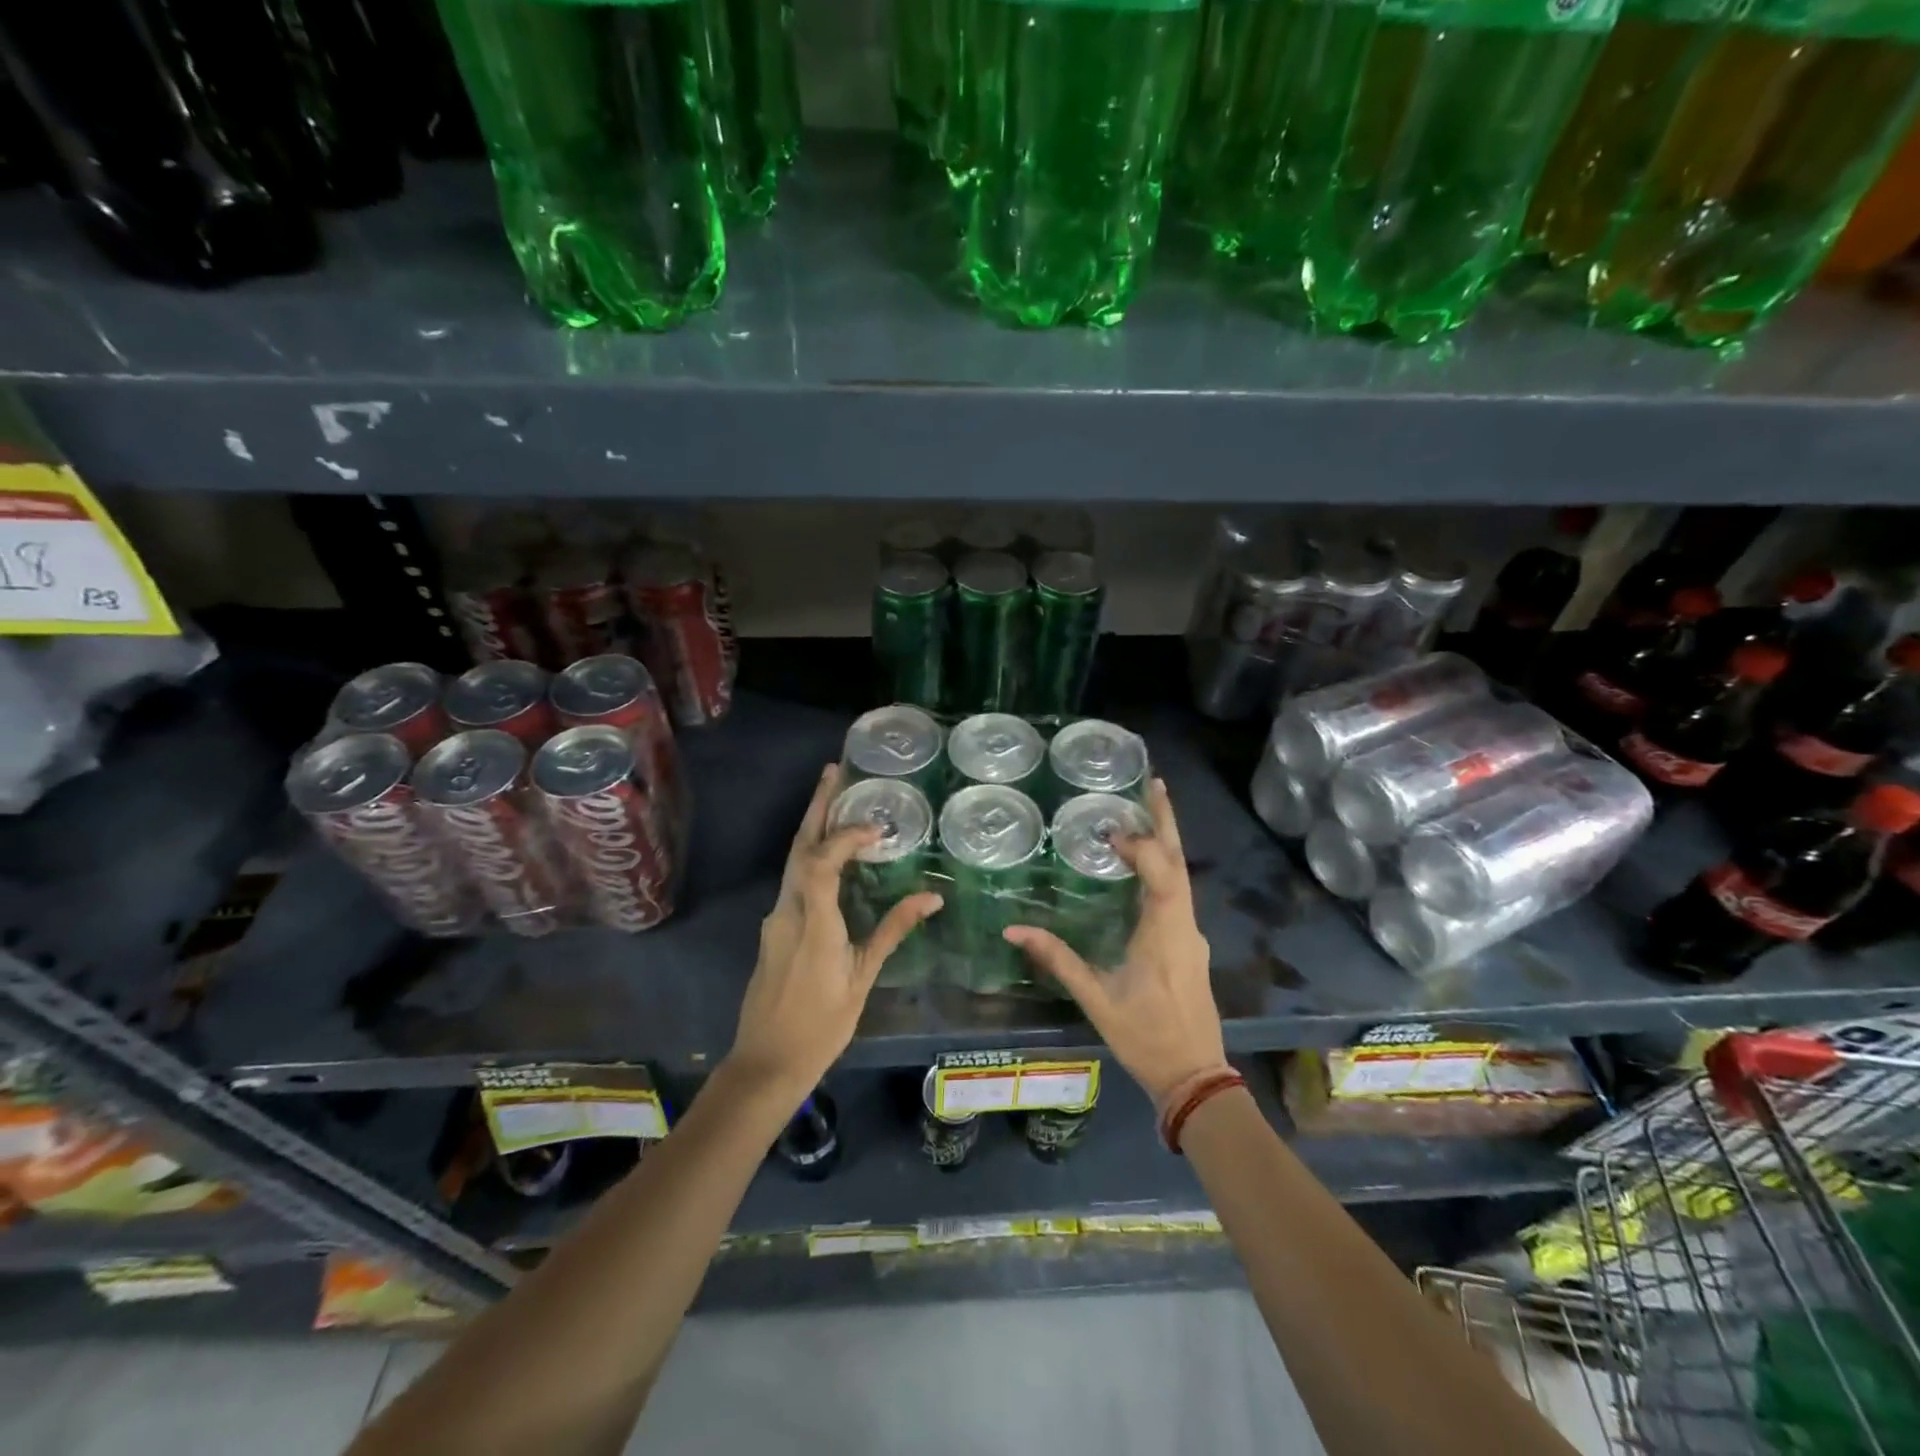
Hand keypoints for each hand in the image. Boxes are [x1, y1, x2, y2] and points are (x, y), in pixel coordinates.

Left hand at [728, 764, 942, 1100]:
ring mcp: (776, 917)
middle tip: (834, 771)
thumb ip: (893, 931)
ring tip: (837, 799)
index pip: (822, 862)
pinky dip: (813, 854)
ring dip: (814, 826)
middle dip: (817, 807)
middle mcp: (787, 910)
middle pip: (800, 847)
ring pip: (794, 860)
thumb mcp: (862, 978)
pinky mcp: (775, 926)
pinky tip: (832, 851)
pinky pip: (795, 878)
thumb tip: (932, 897)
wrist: (766, 1062)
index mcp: (811, 922)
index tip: (877, 827)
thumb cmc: (821, 1024)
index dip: (846, 835)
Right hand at [1004, 778, 1224, 1104]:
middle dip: (1166, 822)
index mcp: (1167, 934)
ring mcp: (1192, 934)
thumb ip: (1058, 960)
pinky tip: (1142, 865)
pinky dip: (1162, 868)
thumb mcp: (1097, 999)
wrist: (1196, 1078)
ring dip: (1165, 843)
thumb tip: (1014, 930)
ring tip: (1143, 812)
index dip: (1140, 846)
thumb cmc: (1146, 1037)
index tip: (1110, 832)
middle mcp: (1186, 926)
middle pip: (1180, 863)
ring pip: (1182, 877)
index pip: (1163, 874)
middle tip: (1154, 783)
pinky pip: (1179, 894)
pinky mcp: (1190, 944)